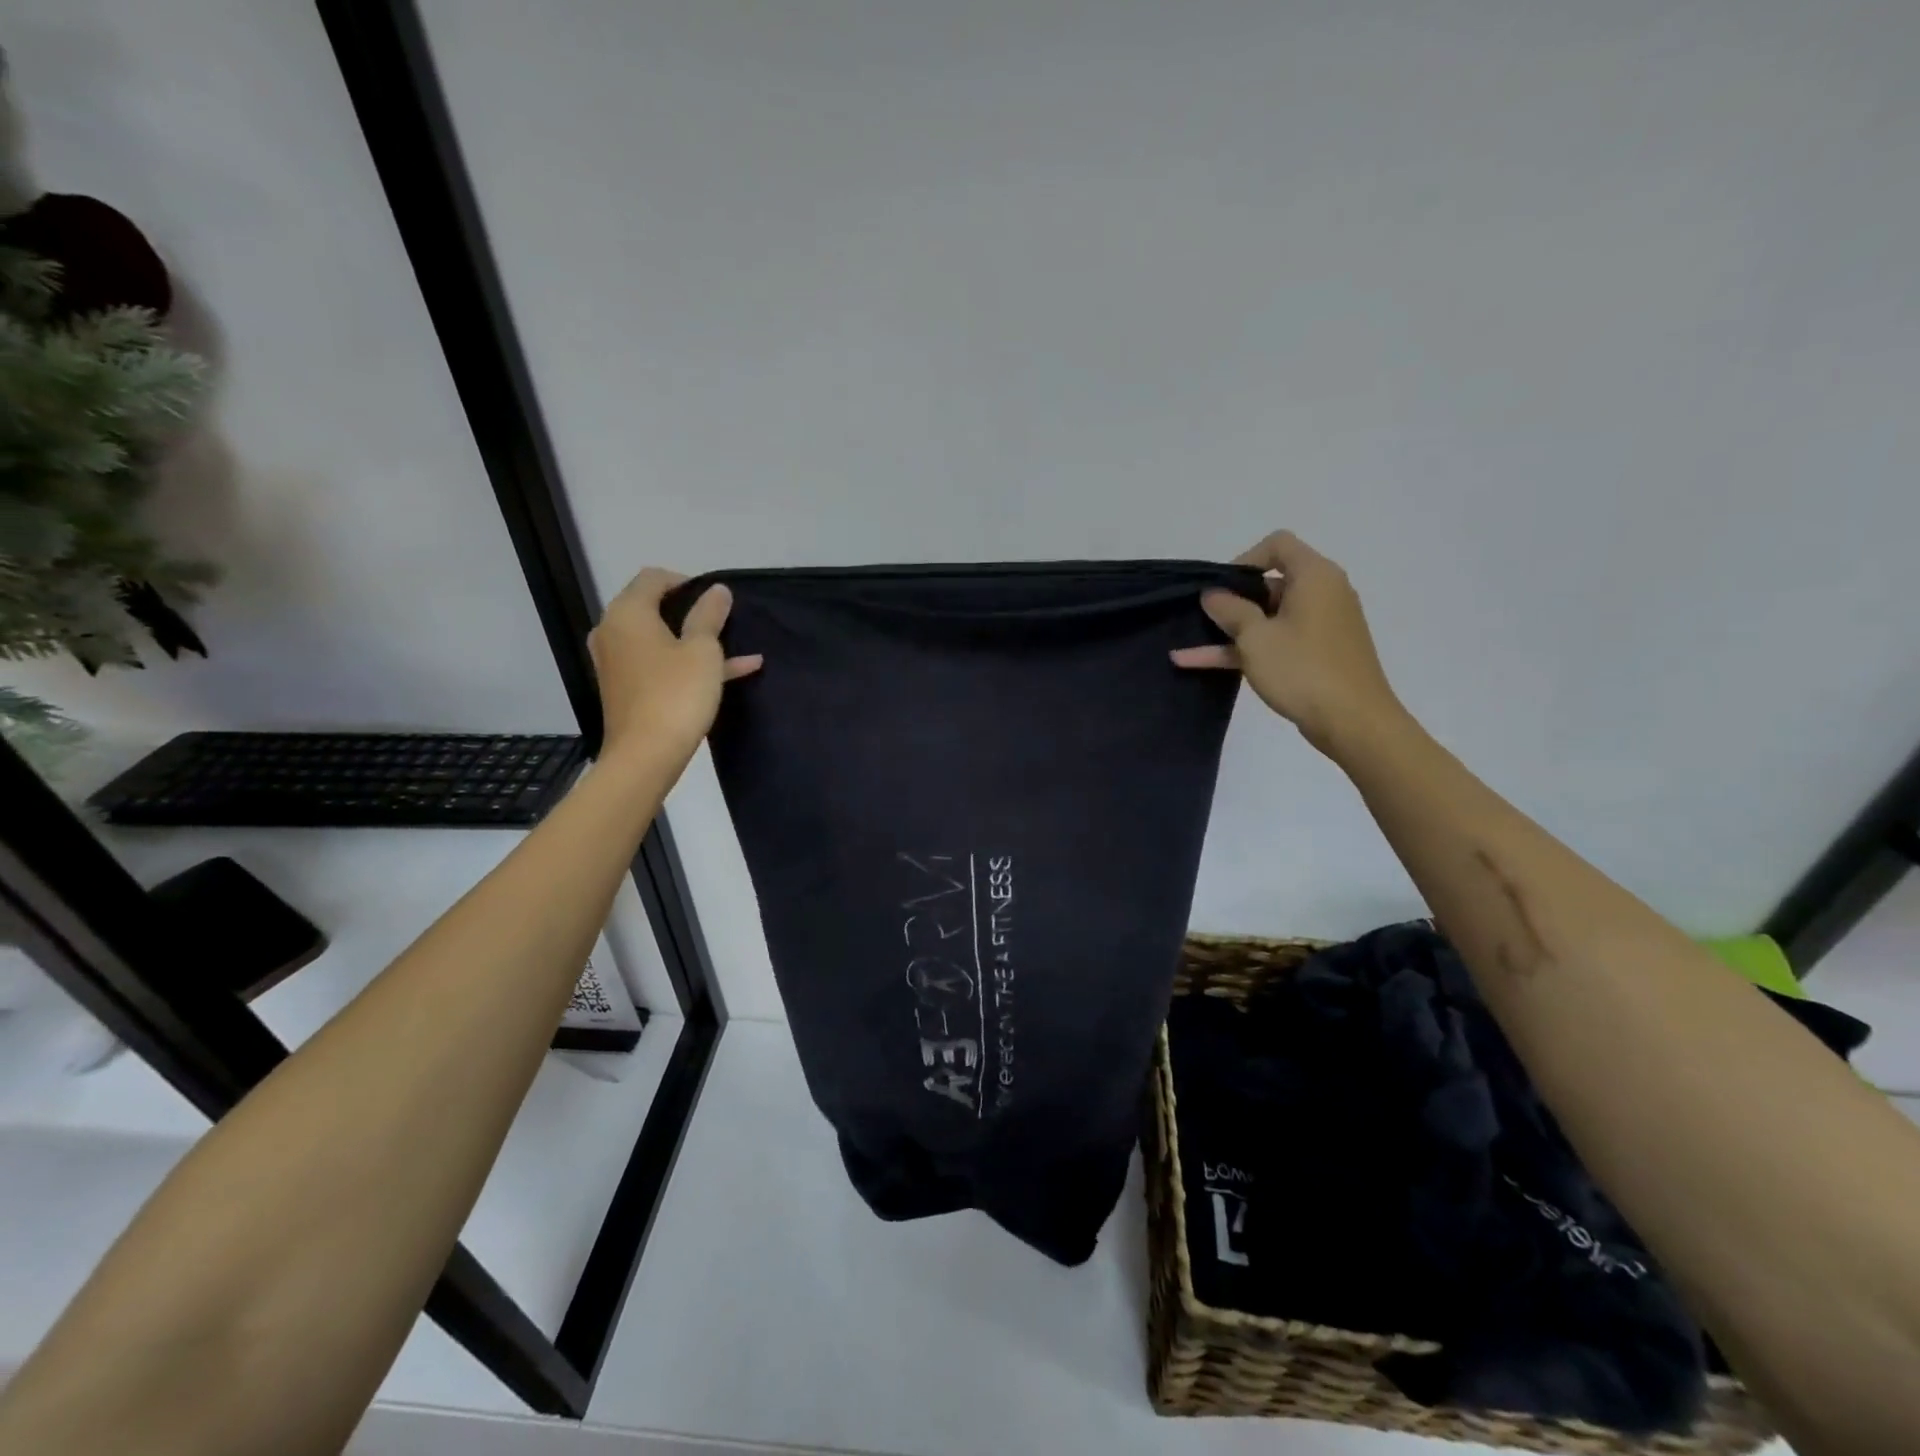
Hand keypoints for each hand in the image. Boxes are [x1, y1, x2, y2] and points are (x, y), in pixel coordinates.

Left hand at [588, 569, 761, 764]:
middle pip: (653, 607)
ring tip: (736, 649)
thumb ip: (709, 615)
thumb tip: (717, 590)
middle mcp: (613, 631)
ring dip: (696, 641)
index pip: (654, 578)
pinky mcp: (625, 687)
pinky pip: (658, 663)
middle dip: (692, 612)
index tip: (717, 601)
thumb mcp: (703, 651)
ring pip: (659, 639)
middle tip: (725, 623)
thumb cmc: (676, 694)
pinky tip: (733, 673)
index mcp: (628, 613)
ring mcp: (616, 662)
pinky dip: (687, 663)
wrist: (645, 756)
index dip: (687, 582)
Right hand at [1172, 531, 1402, 756]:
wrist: (1354, 722)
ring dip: (1230, 631)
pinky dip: (1246, 649)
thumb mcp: (1256, 638)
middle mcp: (1323, 593)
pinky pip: (1277, 641)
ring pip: (1269, 618)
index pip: (1278, 545)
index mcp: (1315, 577)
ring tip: (1187, 647)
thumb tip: (1213, 594)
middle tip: (1202, 619)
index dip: (1244, 560)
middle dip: (1232, 601)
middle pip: (1271, 583)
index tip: (1221, 588)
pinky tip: (1202, 663)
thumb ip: (1230, 610)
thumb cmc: (1303, 670)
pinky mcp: (1318, 653)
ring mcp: (1321, 625)